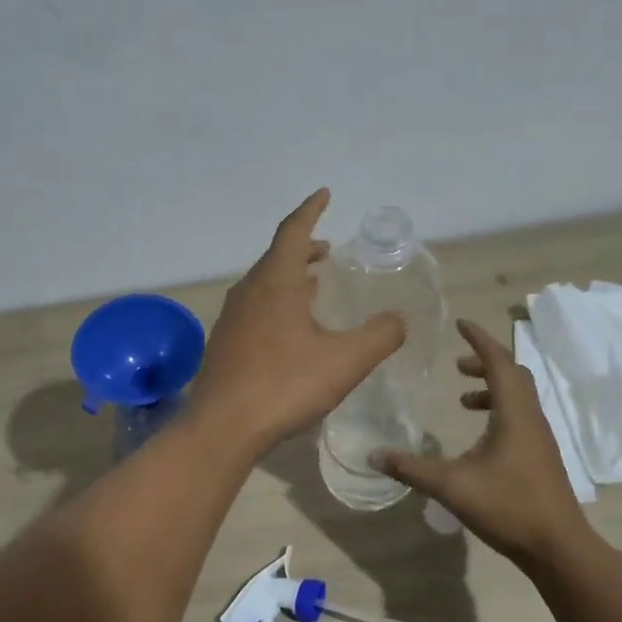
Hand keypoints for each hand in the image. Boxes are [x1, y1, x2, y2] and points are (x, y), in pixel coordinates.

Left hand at [187, 189, 405, 454]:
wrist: (223, 426)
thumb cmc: (285, 384)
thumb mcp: (345, 361)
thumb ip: (380, 335)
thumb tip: (398, 318)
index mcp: (275, 282)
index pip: (294, 231)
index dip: (311, 210)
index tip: (325, 194)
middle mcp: (248, 291)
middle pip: (277, 256)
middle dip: (304, 248)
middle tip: (328, 251)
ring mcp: (231, 317)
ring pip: (264, 284)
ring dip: (290, 277)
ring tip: (314, 286)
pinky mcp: (225, 343)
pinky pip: (255, 308)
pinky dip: (276, 302)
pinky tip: (289, 328)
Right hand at [377, 319, 598, 574]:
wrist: (558, 547)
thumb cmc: (508, 507)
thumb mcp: (451, 486)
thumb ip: (411, 468)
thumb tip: (372, 455)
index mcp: (513, 414)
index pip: (498, 362)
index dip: (480, 340)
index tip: (461, 324)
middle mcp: (530, 418)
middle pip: (513, 375)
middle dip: (485, 362)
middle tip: (457, 364)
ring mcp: (539, 438)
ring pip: (519, 397)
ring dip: (492, 388)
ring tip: (463, 399)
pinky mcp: (541, 456)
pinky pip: (520, 417)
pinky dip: (499, 411)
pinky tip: (480, 438)